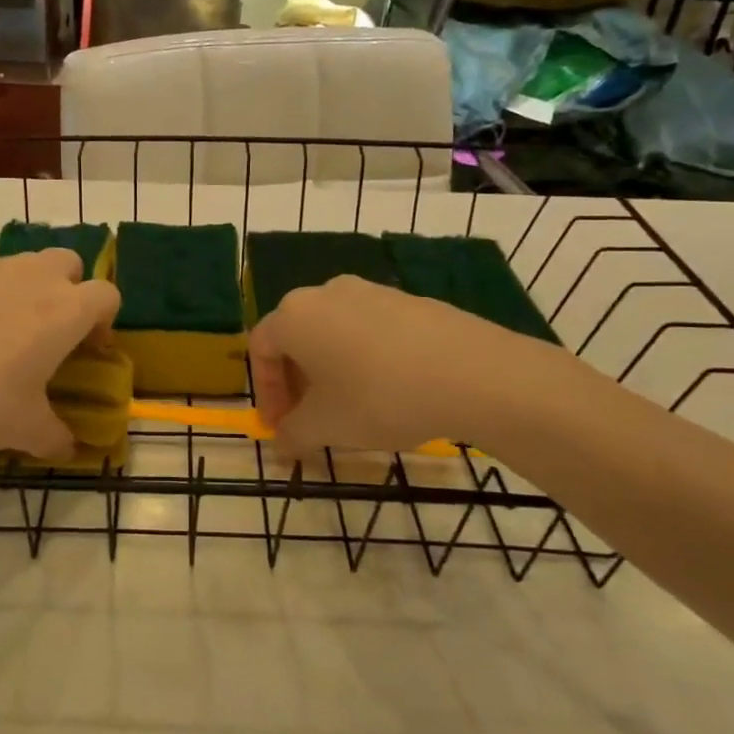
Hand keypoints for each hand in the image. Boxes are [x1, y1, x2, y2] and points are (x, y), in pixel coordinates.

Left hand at [0, 250, 119, 457]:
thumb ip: (56, 437)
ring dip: (24, 290)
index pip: (108, 294)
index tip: (88, 349)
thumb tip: (68, 447)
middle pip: (68, 262)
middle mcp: (33, 278)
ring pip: (22, 265)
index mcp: (65, 311)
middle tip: (49, 331)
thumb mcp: (24, 430)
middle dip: (68, 289)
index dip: (104, 320)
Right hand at [248, 276, 553, 456]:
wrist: (472, 374)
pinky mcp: (409, 300)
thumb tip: (284, 442)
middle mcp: (326, 293)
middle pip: (296, 337)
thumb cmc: (379, 397)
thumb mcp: (326, 427)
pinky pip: (370, 329)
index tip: (280, 427)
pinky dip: (364, 358)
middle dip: (296, 381)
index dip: (265, 392)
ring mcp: (370, 291)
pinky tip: (389, 390)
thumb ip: (294, 433)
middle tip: (309, 419)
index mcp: (295, 315)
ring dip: (330, 369)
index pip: (260, 349)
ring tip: (350, 407)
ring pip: (334, 332)